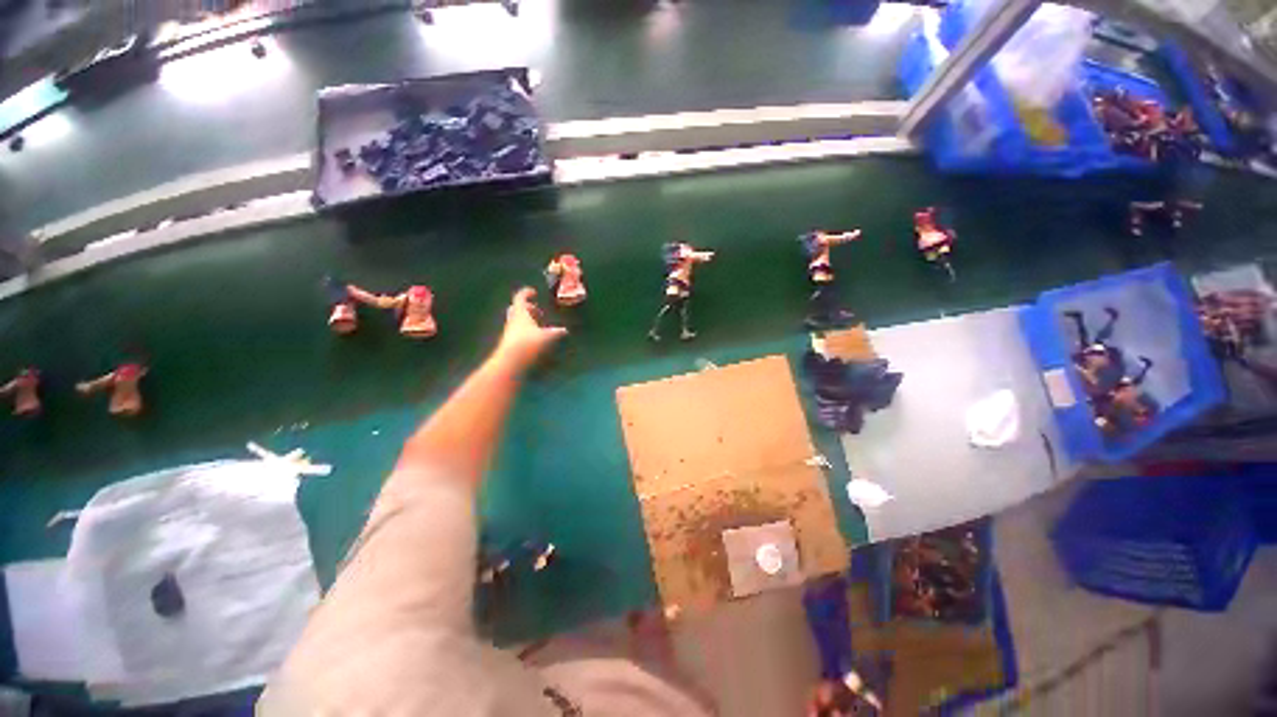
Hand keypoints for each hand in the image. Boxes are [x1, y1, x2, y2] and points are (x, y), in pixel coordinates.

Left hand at [494, 287, 566, 372]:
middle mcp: (513, 320)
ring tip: (538, 324)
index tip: (533, 292)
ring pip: (517, 321)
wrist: (510, 362)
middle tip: (536, 309)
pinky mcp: (510, 343)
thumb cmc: (529, 343)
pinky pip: (518, 332)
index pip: (520, 298)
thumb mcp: (547, 337)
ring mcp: (510, 332)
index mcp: (520, 313)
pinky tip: (534, 337)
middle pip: (516, 309)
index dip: (526, 293)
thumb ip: (556, 332)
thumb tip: (564, 330)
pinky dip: (526, 330)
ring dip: (526, 320)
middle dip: (526, 308)